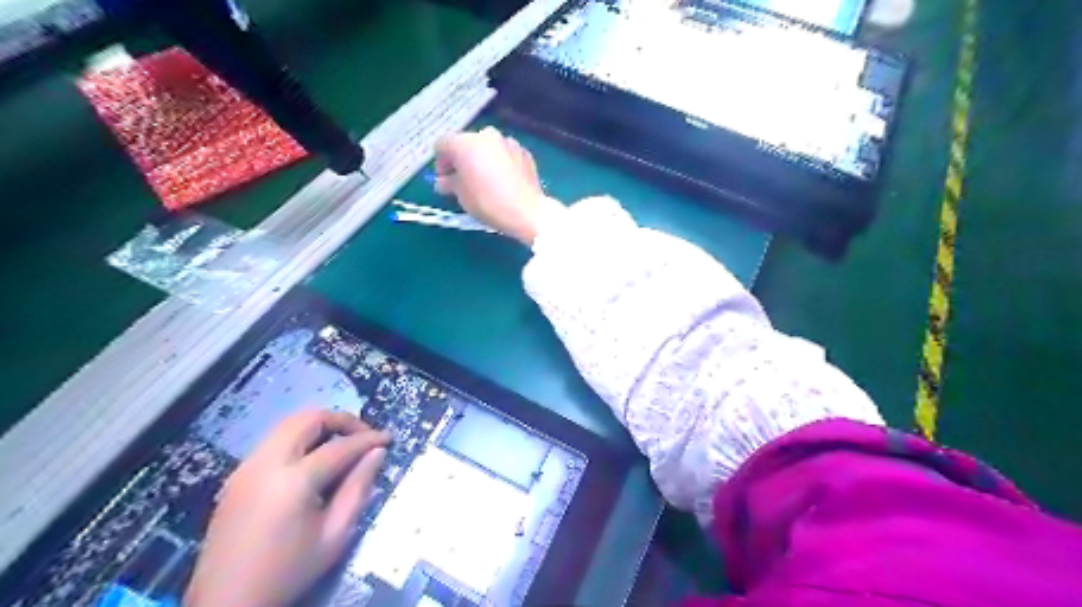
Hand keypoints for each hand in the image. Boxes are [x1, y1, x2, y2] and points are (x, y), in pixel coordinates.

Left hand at [185, 410, 389, 605]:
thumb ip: (358, 488)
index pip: (340, 446)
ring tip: (341, 446)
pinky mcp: (237, 476)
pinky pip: (274, 442)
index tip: (389, 439)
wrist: (226, 603)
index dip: (369, 439)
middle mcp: (265, 463)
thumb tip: (377, 453)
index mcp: (293, 481)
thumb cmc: (289, 570)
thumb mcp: (335, 534)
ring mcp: (246, 467)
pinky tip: (313, 461)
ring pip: (288, 425)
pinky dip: (300, 439)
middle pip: (308, 419)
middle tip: (363, 436)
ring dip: (319, 427)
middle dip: (341, 420)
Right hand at [435, 127, 567, 244]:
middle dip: (462, 160)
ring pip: (487, 147)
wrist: (526, 211)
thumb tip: (444, 182)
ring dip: (482, 160)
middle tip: (463, 180)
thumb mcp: (461, 195)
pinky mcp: (524, 152)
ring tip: (485, 181)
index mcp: (465, 143)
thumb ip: (449, 183)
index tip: (444, 179)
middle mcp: (486, 135)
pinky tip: (503, 181)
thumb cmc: (487, 202)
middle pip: (466, 143)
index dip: (440, 162)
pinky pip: (505, 154)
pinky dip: (500, 163)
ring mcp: (508, 141)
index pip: (443, 144)